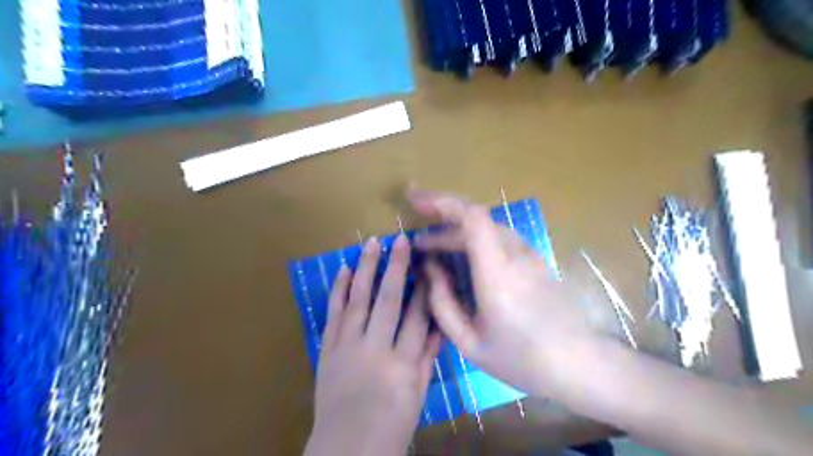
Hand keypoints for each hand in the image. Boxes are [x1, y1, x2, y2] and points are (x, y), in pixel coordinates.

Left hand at [305, 235, 441, 455]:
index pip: (418, 317)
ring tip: (371, 243)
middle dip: (396, 267)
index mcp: (403, 364)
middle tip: (400, 240)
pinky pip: (333, 313)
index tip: (428, 264)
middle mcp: (375, 350)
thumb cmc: (390, 425)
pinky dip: (337, 290)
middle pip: (388, 300)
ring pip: (358, 299)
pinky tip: (343, 269)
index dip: (424, 287)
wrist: (345, 450)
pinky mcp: (327, 349)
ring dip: (365, 269)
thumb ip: (427, 357)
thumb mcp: (418, 394)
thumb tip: (438, 323)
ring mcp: (347, 347)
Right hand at [410, 189, 594, 394]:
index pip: (472, 218)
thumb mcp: (469, 342)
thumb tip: (429, 268)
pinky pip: (498, 238)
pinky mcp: (534, 259)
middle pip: (476, 218)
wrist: (579, 364)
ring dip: (456, 230)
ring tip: (432, 246)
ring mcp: (528, 254)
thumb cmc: (521, 359)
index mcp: (497, 273)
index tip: (415, 204)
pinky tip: (460, 256)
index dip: (442, 203)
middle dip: (441, 217)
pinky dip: (473, 239)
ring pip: (487, 226)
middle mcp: (515, 254)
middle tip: (417, 235)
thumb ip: (442, 302)